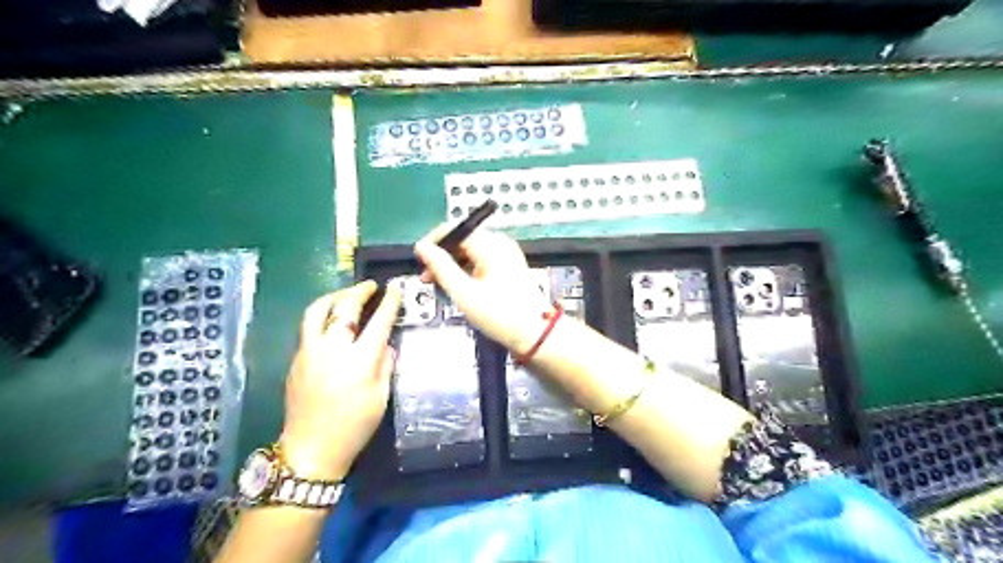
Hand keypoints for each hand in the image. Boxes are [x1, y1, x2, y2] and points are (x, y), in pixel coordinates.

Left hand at [276, 282, 402, 479]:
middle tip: (370, 286)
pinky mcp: (296, 360)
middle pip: (344, 309)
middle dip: (359, 292)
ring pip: (316, 311)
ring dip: (334, 297)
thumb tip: (385, 345)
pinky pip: (308, 329)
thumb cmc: (354, 427)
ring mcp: (309, 353)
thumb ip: (385, 365)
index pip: (378, 322)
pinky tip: (332, 324)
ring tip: (346, 295)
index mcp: (359, 361)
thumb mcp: (380, 397)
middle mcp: (332, 350)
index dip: (389, 303)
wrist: (310, 450)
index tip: (395, 289)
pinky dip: (322, 317)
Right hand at [414, 221, 548, 353]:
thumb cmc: (499, 314)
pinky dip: (467, 269)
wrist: (534, 333)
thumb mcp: (464, 292)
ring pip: (470, 250)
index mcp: (491, 245)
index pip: (454, 229)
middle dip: (442, 256)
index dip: (433, 242)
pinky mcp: (509, 265)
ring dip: (453, 264)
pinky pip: (481, 259)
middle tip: (427, 278)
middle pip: (462, 239)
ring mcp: (507, 254)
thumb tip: (422, 247)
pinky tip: (459, 286)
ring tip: (441, 285)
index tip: (419, 261)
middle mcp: (500, 243)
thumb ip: (440, 267)